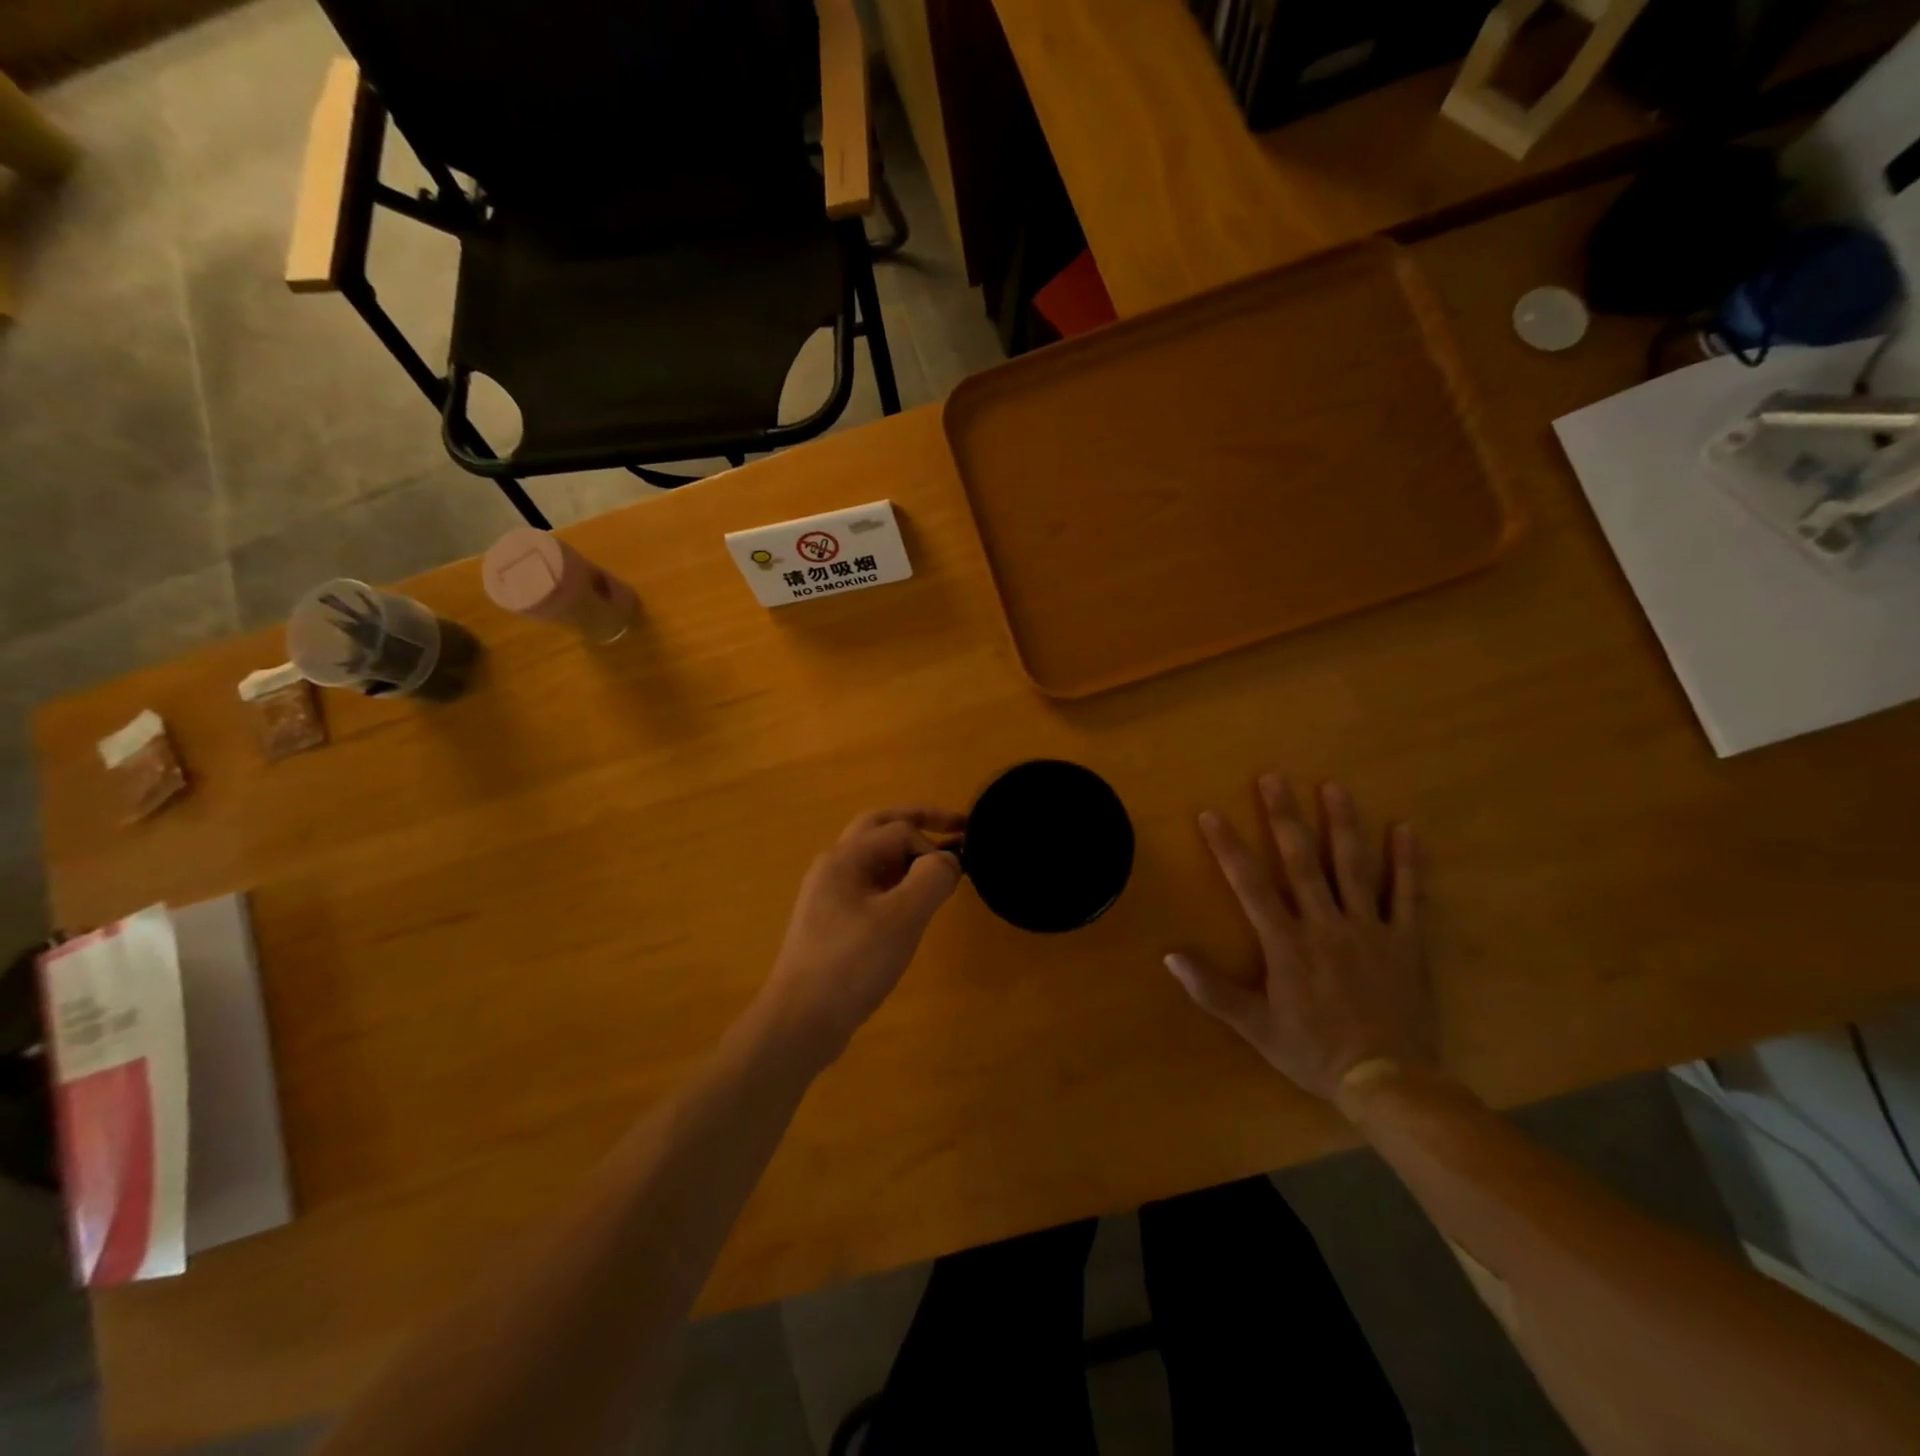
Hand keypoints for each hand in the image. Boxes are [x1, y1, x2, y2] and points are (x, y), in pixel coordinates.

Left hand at [762, 806, 965, 1064]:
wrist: (800, 1021)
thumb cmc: (852, 964)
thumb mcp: (902, 918)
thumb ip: (932, 878)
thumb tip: (949, 860)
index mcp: (844, 857)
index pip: (899, 829)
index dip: (932, 844)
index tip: (955, 876)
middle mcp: (832, 866)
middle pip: (879, 827)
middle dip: (919, 823)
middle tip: (957, 827)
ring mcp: (828, 895)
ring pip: (873, 857)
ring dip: (907, 854)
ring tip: (937, 870)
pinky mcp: (832, 922)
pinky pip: (869, 886)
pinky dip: (896, 882)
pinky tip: (911, 907)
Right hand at [1166, 776, 1433, 1099]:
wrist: (1389, 1081)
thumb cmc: (1314, 1051)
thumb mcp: (1255, 1027)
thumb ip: (1213, 990)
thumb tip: (1170, 957)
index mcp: (1286, 943)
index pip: (1250, 885)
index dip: (1228, 847)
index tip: (1211, 814)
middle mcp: (1325, 924)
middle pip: (1302, 862)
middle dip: (1284, 818)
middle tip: (1274, 778)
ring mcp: (1370, 929)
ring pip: (1354, 868)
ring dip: (1343, 825)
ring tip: (1334, 787)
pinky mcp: (1406, 942)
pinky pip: (1410, 896)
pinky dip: (1409, 862)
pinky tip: (1407, 829)